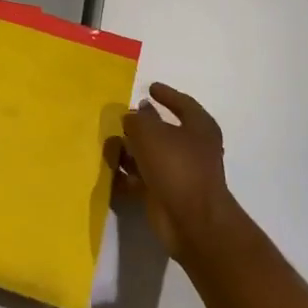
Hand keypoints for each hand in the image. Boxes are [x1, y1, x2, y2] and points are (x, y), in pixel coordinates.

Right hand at [107, 82, 238, 260]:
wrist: (191, 220)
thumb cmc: (176, 166)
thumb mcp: (150, 133)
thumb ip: (137, 119)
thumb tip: (135, 114)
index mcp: (199, 127)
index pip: (182, 103)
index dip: (166, 94)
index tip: (150, 87)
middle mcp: (193, 148)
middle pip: (163, 131)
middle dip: (142, 126)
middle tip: (121, 119)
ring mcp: (181, 173)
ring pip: (151, 156)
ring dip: (130, 152)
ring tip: (109, 146)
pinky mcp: (167, 195)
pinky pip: (143, 179)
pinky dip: (128, 176)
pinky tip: (111, 172)